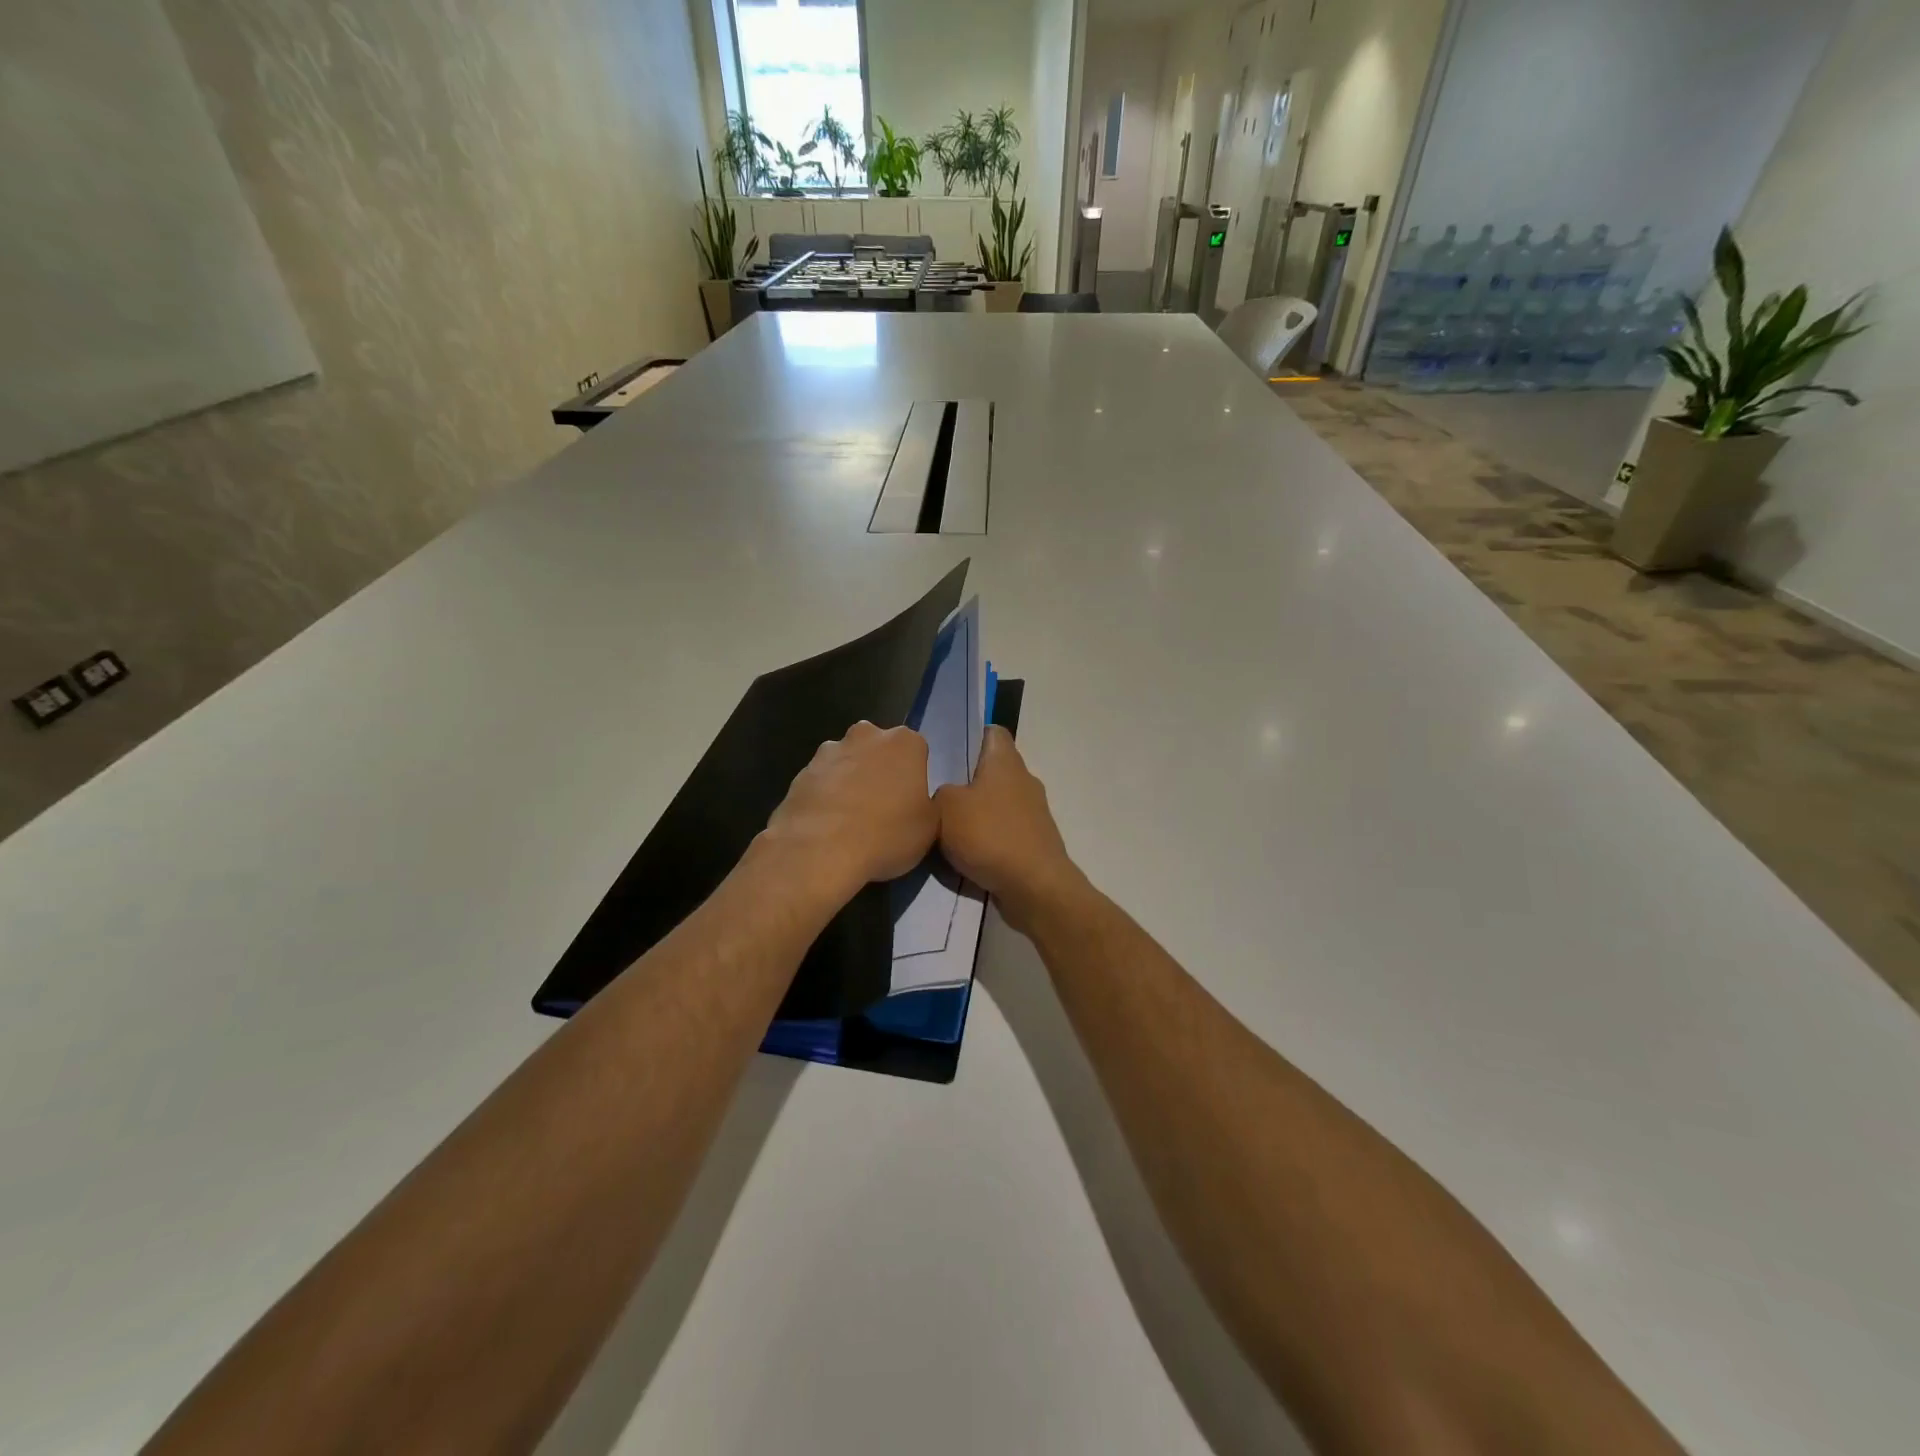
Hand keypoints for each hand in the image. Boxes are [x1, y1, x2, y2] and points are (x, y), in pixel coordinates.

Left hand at [761, 722, 938, 905]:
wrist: (820, 850)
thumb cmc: (887, 835)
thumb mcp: (930, 827)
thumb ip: (927, 804)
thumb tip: (915, 800)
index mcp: (905, 743)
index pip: (916, 751)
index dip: (914, 777)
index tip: (910, 801)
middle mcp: (867, 735)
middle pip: (878, 748)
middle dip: (880, 770)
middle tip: (882, 806)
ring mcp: (829, 751)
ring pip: (847, 761)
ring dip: (850, 780)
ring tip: (850, 819)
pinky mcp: (801, 772)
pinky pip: (822, 781)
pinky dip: (825, 796)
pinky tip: (826, 825)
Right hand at [934, 727, 1081, 931]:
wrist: (1034, 887)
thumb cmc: (990, 835)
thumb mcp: (945, 807)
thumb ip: (938, 792)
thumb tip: (945, 795)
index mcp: (1006, 761)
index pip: (991, 732)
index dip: (969, 736)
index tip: (945, 752)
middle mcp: (1024, 780)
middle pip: (992, 769)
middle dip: (966, 780)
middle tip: (935, 792)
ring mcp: (1033, 812)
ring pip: (998, 801)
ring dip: (976, 812)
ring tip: (946, 826)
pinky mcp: (1035, 841)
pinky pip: (1004, 830)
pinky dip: (988, 837)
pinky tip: (967, 852)